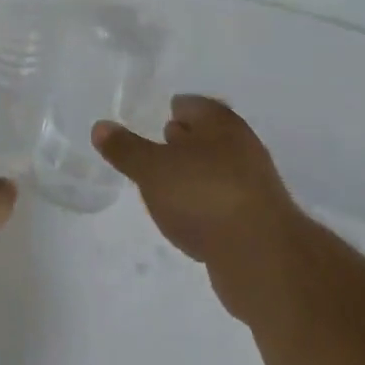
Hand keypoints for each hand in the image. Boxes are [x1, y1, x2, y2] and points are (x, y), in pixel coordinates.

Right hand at [93, 96, 301, 316]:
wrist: (263, 260)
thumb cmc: (204, 196)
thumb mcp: (152, 169)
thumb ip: (125, 148)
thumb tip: (100, 126)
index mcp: (220, 123)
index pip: (191, 104)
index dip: (172, 109)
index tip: (153, 120)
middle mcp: (242, 147)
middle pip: (207, 136)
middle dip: (184, 141)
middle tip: (156, 149)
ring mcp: (254, 186)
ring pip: (216, 171)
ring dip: (194, 176)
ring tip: (165, 187)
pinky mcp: (258, 223)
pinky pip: (223, 204)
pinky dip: (205, 207)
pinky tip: (187, 220)